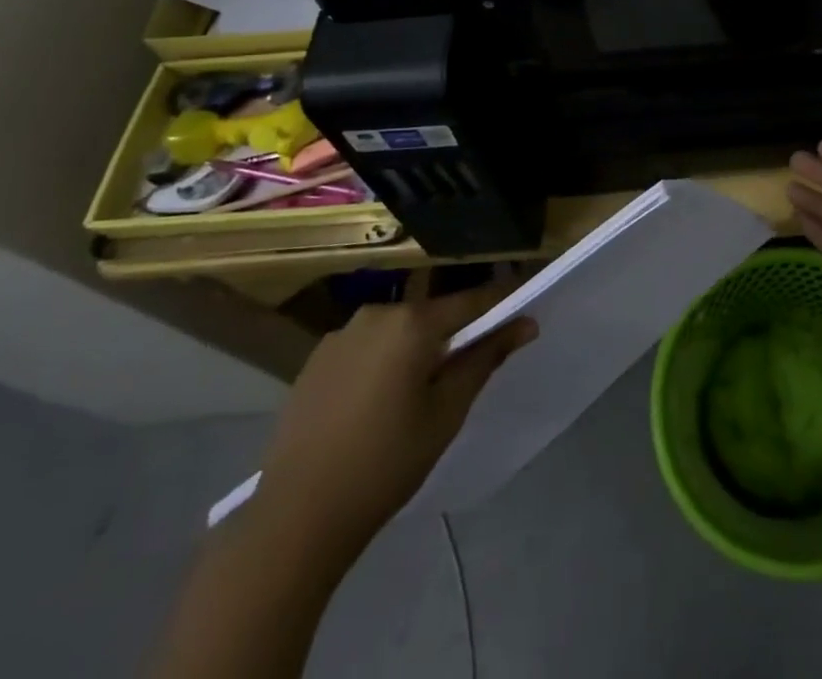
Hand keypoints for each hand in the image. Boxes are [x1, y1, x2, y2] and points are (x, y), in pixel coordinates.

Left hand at [249, 283, 535, 555]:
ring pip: (397, 332)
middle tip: (468, 368)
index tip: (525, 308)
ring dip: (415, 348)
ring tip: (420, 391)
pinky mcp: (315, 360)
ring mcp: (340, 335)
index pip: (472, 301)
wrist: (295, 519)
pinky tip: (378, 403)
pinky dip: (382, 362)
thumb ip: (485, 359)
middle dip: (454, 334)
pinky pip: (366, 348)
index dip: (502, 303)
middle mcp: (376, 313)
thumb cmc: (385, 464)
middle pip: (432, 315)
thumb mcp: (446, 412)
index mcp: (412, 322)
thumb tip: (525, 323)